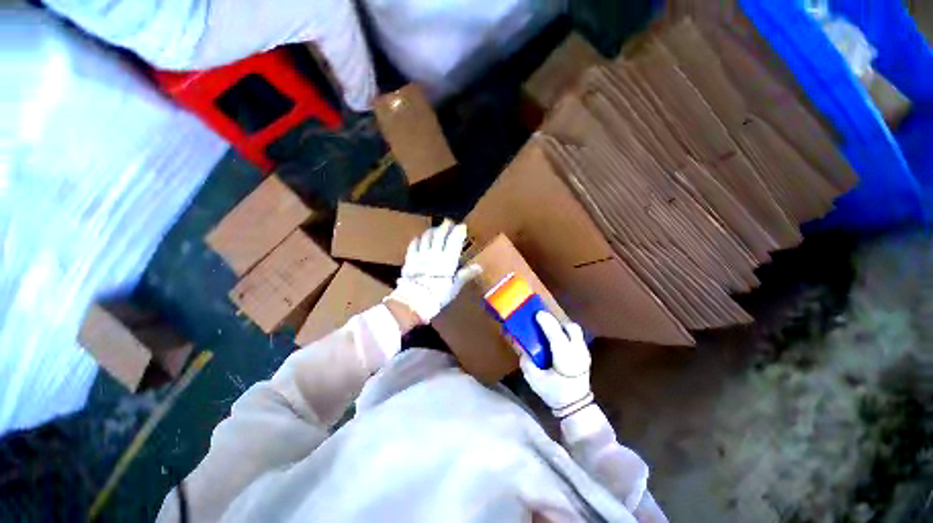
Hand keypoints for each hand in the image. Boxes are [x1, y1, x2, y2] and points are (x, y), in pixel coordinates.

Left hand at [386, 220, 480, 323]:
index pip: (454, 241)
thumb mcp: (455, 286)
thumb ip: (466, 274)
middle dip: (445, 226)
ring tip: (435, 229)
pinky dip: (417, 240)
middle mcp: (434, 253)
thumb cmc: (438, 295)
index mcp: (447, 260)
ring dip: (432, 231)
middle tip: (448, 222)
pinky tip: (419, 239)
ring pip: (426, 237)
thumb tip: (480, 267)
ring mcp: (421, 255)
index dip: (458, 232)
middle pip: (440, 235)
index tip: (462, 226)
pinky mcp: (410, 259)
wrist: (415, 300)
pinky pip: (413, 245)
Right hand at [520, 312, 593, 417]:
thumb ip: (527, 363)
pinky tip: (556, 338)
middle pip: (571, 329)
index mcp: (566, 360)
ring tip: (549, 329)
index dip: (547, 323)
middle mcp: (578, 353)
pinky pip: (576, 336)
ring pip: (575, 330)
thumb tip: (522, 348)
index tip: (537, 313)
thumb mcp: (535, 381)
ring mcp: (584, 353)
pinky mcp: (585, 353)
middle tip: (543, 322)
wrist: (576, 407)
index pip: (557, 336)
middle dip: (556, 322)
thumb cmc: (555, 394)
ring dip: (561, 326)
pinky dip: (565, 332)